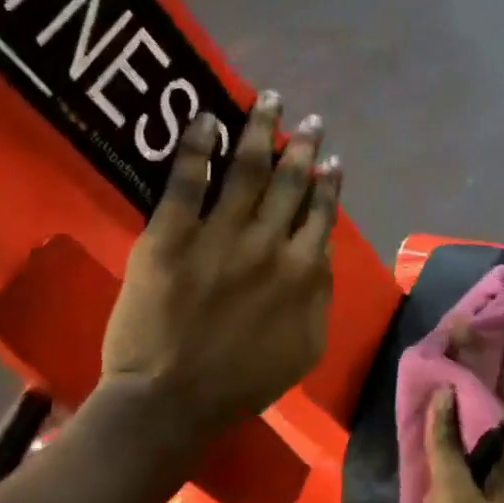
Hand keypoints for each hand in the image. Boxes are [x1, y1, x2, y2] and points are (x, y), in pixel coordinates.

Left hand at [98, 91, 340, 437]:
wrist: (171, 401)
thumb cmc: (242, 382)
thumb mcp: (306, 346)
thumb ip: (320, 295)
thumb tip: (321, 252)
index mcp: (302, 271)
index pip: (321, 213)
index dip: (329, 183)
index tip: (333, 160)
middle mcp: (267, 243)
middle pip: (290, 181)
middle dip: (302, 145)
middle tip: (309, 119)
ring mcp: (219, 235)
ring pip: (246, 169)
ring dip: (260, 130)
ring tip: (269, 101)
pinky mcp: (171, 236)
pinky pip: (186, 181)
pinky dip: (197, 146)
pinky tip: (207, 119)